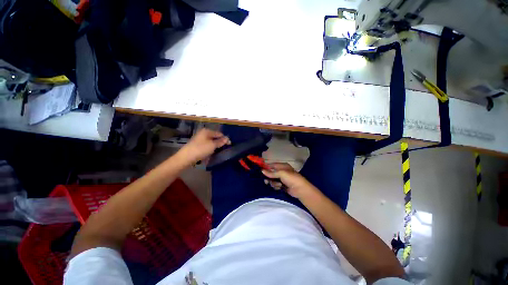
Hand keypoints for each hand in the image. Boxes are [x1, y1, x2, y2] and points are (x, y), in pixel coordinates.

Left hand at [180, 128, 229, 163]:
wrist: (186, 157)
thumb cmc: (201, 149)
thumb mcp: (213, 145)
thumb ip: (220, 142)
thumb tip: (227, 138)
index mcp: (207, 131)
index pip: (219, 134)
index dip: (225, 139)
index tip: (230, 145)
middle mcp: (203, 133)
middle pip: (215, 137)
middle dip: (220, 143)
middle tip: (224, 149)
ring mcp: (199, 139)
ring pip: (211, 142)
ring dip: (215, 146)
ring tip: (218, 151)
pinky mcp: (197, 144)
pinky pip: (206, 145)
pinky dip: (210, 148)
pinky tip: (211, 153)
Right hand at [262, 163, 317, 198]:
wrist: (300, 189)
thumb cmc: (291, 178)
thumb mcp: (281, 173)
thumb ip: (271, 173)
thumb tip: (262, 171)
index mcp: (282, 166)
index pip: (272, 165)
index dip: (266, 167)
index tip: (260, 171)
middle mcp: (281, 171)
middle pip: (271, 173)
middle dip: (269, 177)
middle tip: (266, 181)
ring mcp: (282, 179)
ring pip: (272, 180)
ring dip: (273, 183)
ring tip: (278, 185)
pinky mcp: (282, 185)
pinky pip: (275, 185)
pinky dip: (276, 186)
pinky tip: (280, 187)